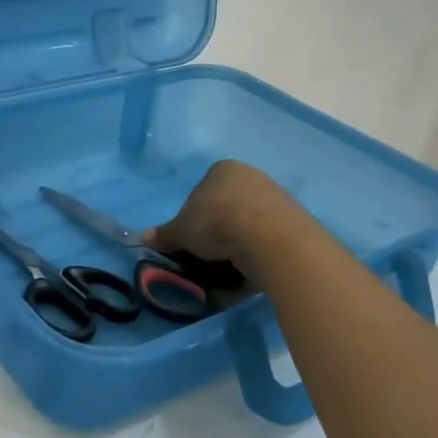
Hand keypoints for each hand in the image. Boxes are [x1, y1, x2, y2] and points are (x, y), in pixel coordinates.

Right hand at [143, 160, 304, 279]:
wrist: (269, 238)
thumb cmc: (216, 223)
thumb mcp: (181, 232)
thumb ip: (164, 234)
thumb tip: (143, 238)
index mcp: (222, 170)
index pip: (201, 191)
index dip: (192, 217)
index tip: (190, 239)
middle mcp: (250, 176)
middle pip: (226, 206)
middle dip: (216, 230)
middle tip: (207, 255)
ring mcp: (275, 196)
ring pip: (248, 222)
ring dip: (238, 242)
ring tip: (229, 266)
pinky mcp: (294, 220)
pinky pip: (267, 237)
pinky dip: (257, 252)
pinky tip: (250, 268)